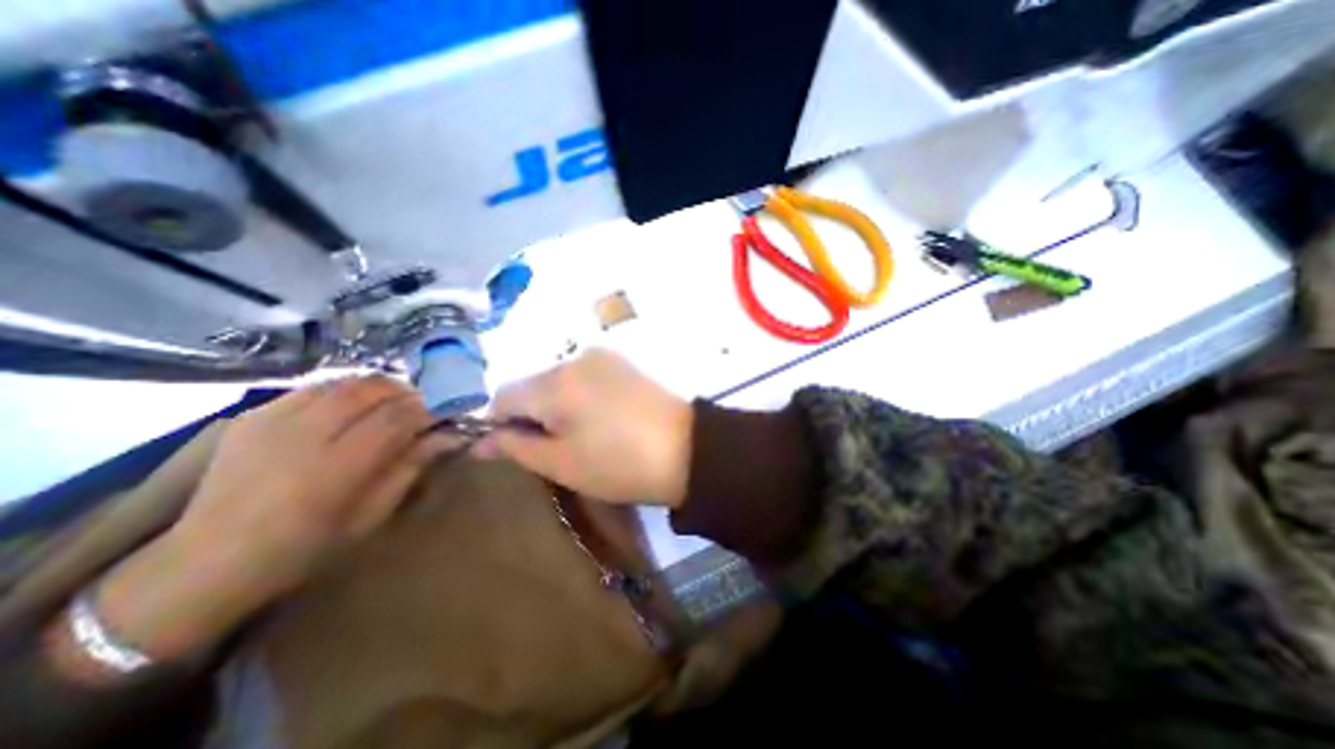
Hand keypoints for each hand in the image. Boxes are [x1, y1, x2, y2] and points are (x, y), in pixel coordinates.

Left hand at [98, 377, 455, 657]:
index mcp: (334, 470)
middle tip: (425, 406)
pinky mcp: (253, 414)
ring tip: (394, 403)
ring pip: (345, 381)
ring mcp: (271, 420)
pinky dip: (347, 389)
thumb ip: (412, 468)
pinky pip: (315, 386)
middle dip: (408, 392)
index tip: (449, 412)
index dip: (430, 409)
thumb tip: (450, 435)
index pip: (397, 418)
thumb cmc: (306, 549)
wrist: (206, 563)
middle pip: (372, 390)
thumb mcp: (372, 515)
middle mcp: (302, 436)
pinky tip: (355, 406)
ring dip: (380, 387)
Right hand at [478, 352, 688, 508]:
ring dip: (558, 405)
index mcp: (555, 382)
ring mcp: (604, 356)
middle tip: (556, 447)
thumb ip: (515, 447)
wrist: (689, 450)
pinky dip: (581, 396)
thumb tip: (481, 440)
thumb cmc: (620, 464)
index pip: (503, 395)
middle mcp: (576, 358)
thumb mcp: (561, 463)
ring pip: (560, 380)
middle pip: (533, 385)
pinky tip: (603, 418)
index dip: (501, 424)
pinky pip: (586, 376)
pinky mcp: (624, 362)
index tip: (517, 449)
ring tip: (584, 435)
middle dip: (533, 414)